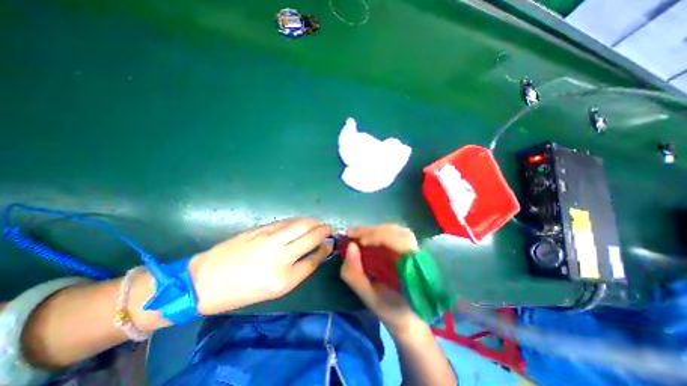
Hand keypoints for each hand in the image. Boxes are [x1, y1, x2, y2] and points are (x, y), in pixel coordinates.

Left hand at [187, 217, 333, 312]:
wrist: (204, 282)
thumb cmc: (240, 292)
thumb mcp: (273, 290)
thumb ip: (296, 270)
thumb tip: (312, 253)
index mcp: (284, 279)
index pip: (314, 259)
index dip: (325, 249)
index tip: (329, 243)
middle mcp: (280, 257)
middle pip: (311, 237)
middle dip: (324, 230)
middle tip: (329, 228)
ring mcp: (270, 240)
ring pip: (301, 224)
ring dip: (313, 222)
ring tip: (317, 223)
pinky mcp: (260, 229)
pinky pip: (286, 221)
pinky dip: (298, 220)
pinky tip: (301, 221)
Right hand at [338, 225, 424, 335]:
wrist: (406, 317)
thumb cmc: (390, 310)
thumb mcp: (368, 297)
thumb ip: (355, 274)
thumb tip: (350, 246)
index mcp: (414, 268)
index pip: (401, 241)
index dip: (380, 236)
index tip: (359, 241)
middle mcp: (416, 254)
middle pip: (397, 231)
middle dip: (373, 231)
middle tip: (352, 235)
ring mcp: (413, 249)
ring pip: (395, 230)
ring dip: (374, 230)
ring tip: (357, 236)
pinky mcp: (406, 247)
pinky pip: (392, 234)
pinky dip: (377, 233)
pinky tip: (366, 237)